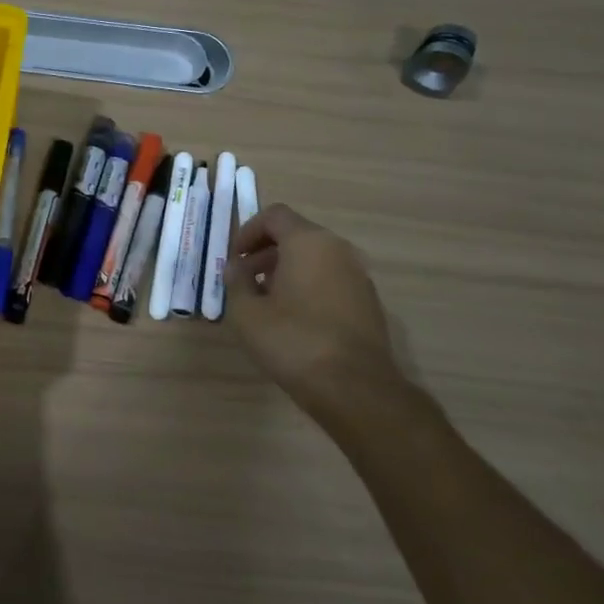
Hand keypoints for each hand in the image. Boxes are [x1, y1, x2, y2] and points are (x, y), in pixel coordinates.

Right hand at [225, 204, 404, 417]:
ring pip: (315, 258)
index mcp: (308, 242)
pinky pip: (331, 280)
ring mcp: (358, 276)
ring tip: (267, 302)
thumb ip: (236, 282)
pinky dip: (309, 286)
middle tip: (246, 280)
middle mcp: (338, 249)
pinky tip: (294, 320)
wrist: (356, 388)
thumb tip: (236, 267)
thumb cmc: (294, 341)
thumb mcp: (247, 313)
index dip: (248, 231)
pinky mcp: (368, 302)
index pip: (274, 215)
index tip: (234, 259)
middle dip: (266, 252)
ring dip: (287, 271)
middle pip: (296, 235)